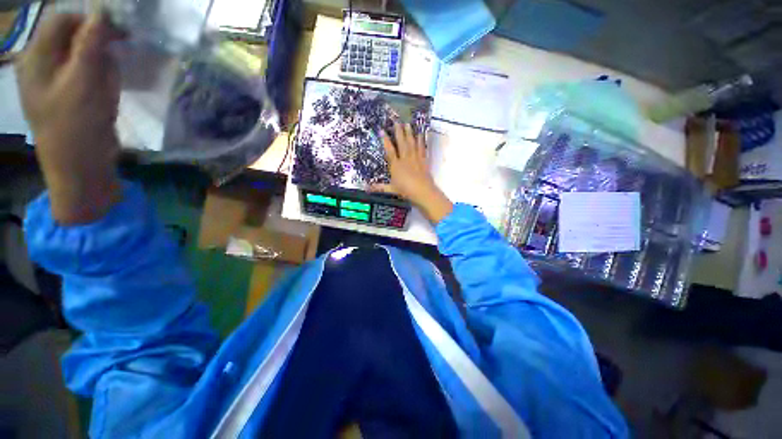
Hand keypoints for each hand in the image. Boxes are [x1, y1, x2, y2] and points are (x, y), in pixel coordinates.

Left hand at [16, 14, 122, 223]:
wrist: (81, 167)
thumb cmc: (76, 126)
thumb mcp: (82, 82)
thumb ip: (90, 44)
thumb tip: (104, 12)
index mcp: (36, 58)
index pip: (62, 19)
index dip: (89, 20)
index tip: (118, 32)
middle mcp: (43, 64)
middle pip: (74, 38)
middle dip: (98, 51)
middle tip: (110, 70)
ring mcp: (56, 81)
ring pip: (86, 57)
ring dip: (102, 70)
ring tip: (104, 93)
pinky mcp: (71, 94)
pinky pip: (90, 76)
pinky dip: (103, 82)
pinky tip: (104, 99)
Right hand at [372, 123, 452, 223]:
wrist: (422, 191)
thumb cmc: (405, 190)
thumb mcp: (391, 189)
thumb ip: (379, 187)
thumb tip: (367, 188)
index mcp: (396, 165)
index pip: (389, 150)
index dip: (385, 140)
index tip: (382, 130)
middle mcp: (405, 159)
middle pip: (402, 142)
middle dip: (399, 131)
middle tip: (397, 121)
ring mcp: (415, 158)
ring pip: (411, 143)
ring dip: (409, 133)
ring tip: (408, 124)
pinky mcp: (423, 160)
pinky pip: (422, 148)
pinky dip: (421, 140)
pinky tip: (421, 134)